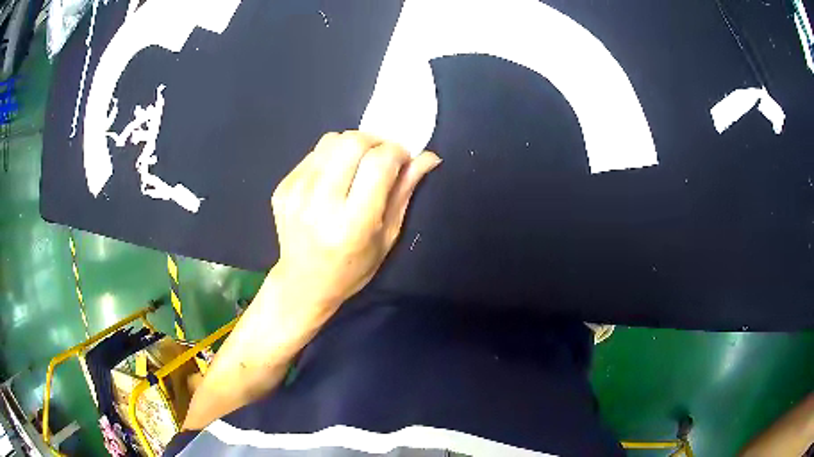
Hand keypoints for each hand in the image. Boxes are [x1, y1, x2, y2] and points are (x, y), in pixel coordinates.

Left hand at [271, 131, 440, 308]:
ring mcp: (296, 194)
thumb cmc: (353, 268)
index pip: (379, 163)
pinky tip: (333, 179)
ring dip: (351, 146)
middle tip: (381, 157)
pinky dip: (330, 157)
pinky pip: (313, 154)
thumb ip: (405, 192)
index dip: (397, 152)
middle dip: (375, 141)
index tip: (402, 159)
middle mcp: (320, 204)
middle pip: (352, 142)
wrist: (303, 284)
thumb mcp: (387, 237)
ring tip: (356, 166)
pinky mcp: (282, 188)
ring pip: (331, 141)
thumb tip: (428, 157)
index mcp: (352, 223)